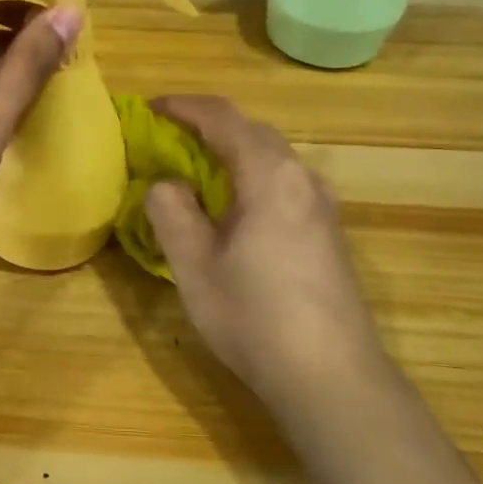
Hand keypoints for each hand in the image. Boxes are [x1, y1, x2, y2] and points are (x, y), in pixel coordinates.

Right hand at [143, 95, 395, 411]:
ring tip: (196, 170)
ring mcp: (323, 208)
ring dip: (232, 153)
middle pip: (254, 133)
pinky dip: (251, 179)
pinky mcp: (328, 235)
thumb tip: (167, 183)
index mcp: (270, 176)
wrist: (330, 376)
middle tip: (168, 138)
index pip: (224, 119)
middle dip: (209, 126)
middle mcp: (303, 180)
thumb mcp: (194, 265)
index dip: (185, 107)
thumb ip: (172, 212)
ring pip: (272, 160)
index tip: (151, 108)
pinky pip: (284, 186)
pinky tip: (234, 211)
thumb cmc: (254, 316)